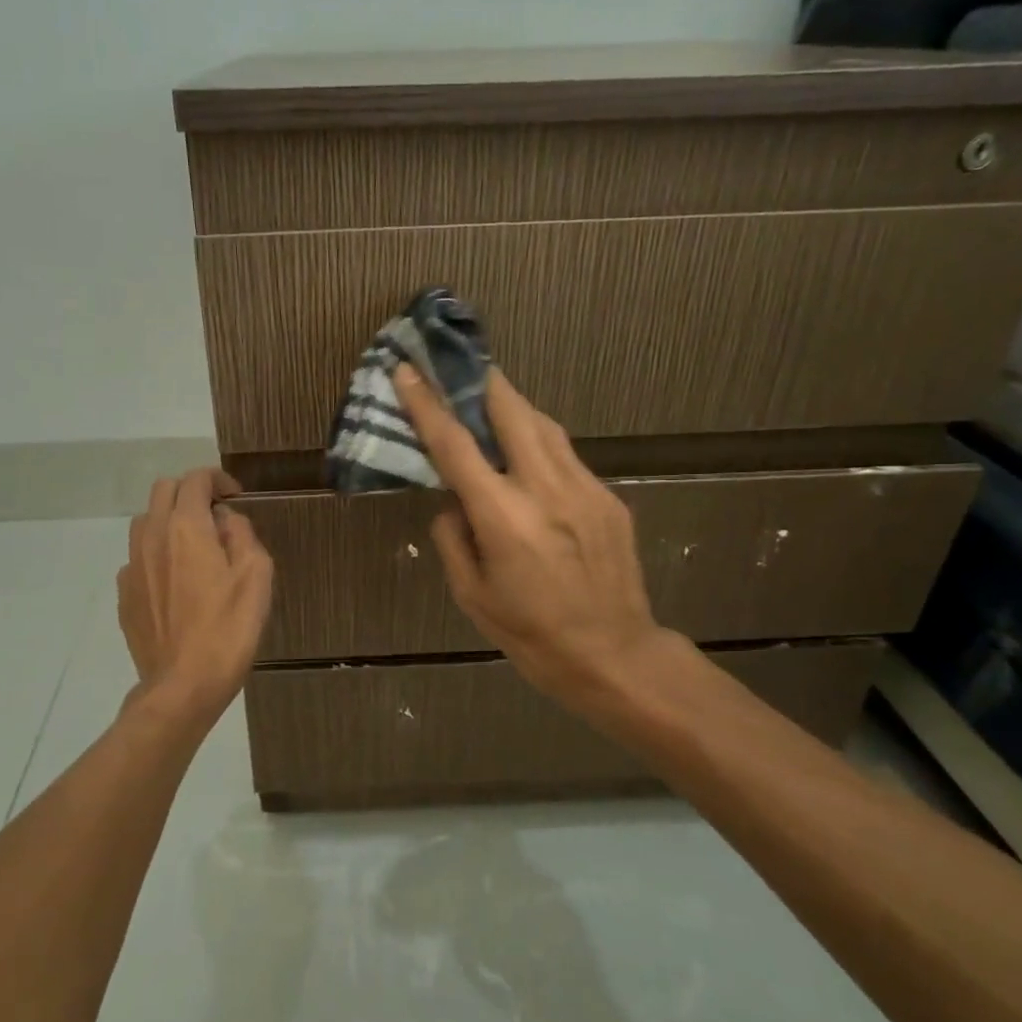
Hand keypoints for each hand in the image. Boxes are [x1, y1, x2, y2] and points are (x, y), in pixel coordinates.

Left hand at [117, 468, 273, 725]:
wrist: (183, 685)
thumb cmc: (228, 629)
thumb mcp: (256, 576)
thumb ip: (242, 534)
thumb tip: (225, 519)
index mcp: (187, 527)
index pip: (195, 480)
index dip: (217, 479)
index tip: (235, 496)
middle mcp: (153, 537)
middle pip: (164, 490)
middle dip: (190, 492)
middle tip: (215, 515)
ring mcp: (133, 566)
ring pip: (146, 521)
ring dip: (170, 520)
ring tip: (194, 546)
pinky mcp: (125, 594)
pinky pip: (138, 557)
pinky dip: (157, 554)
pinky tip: (175, 582)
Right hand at [393, 365, 668, 710]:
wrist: (613, 654)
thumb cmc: (531, 634)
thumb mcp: (471, 595)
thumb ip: (453, 538)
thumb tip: (453, 502)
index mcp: (502, 516)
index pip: (455, 444)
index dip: (426, 404)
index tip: (408, 370)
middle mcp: (544, 489)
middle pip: (511, 411)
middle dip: (482, 382)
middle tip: (460, 367)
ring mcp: (584, 488)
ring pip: (544, 425)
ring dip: (513, 406)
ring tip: (491, 402)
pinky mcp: (608, 497)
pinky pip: (566, 455)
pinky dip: (540, 442)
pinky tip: (529, 456)